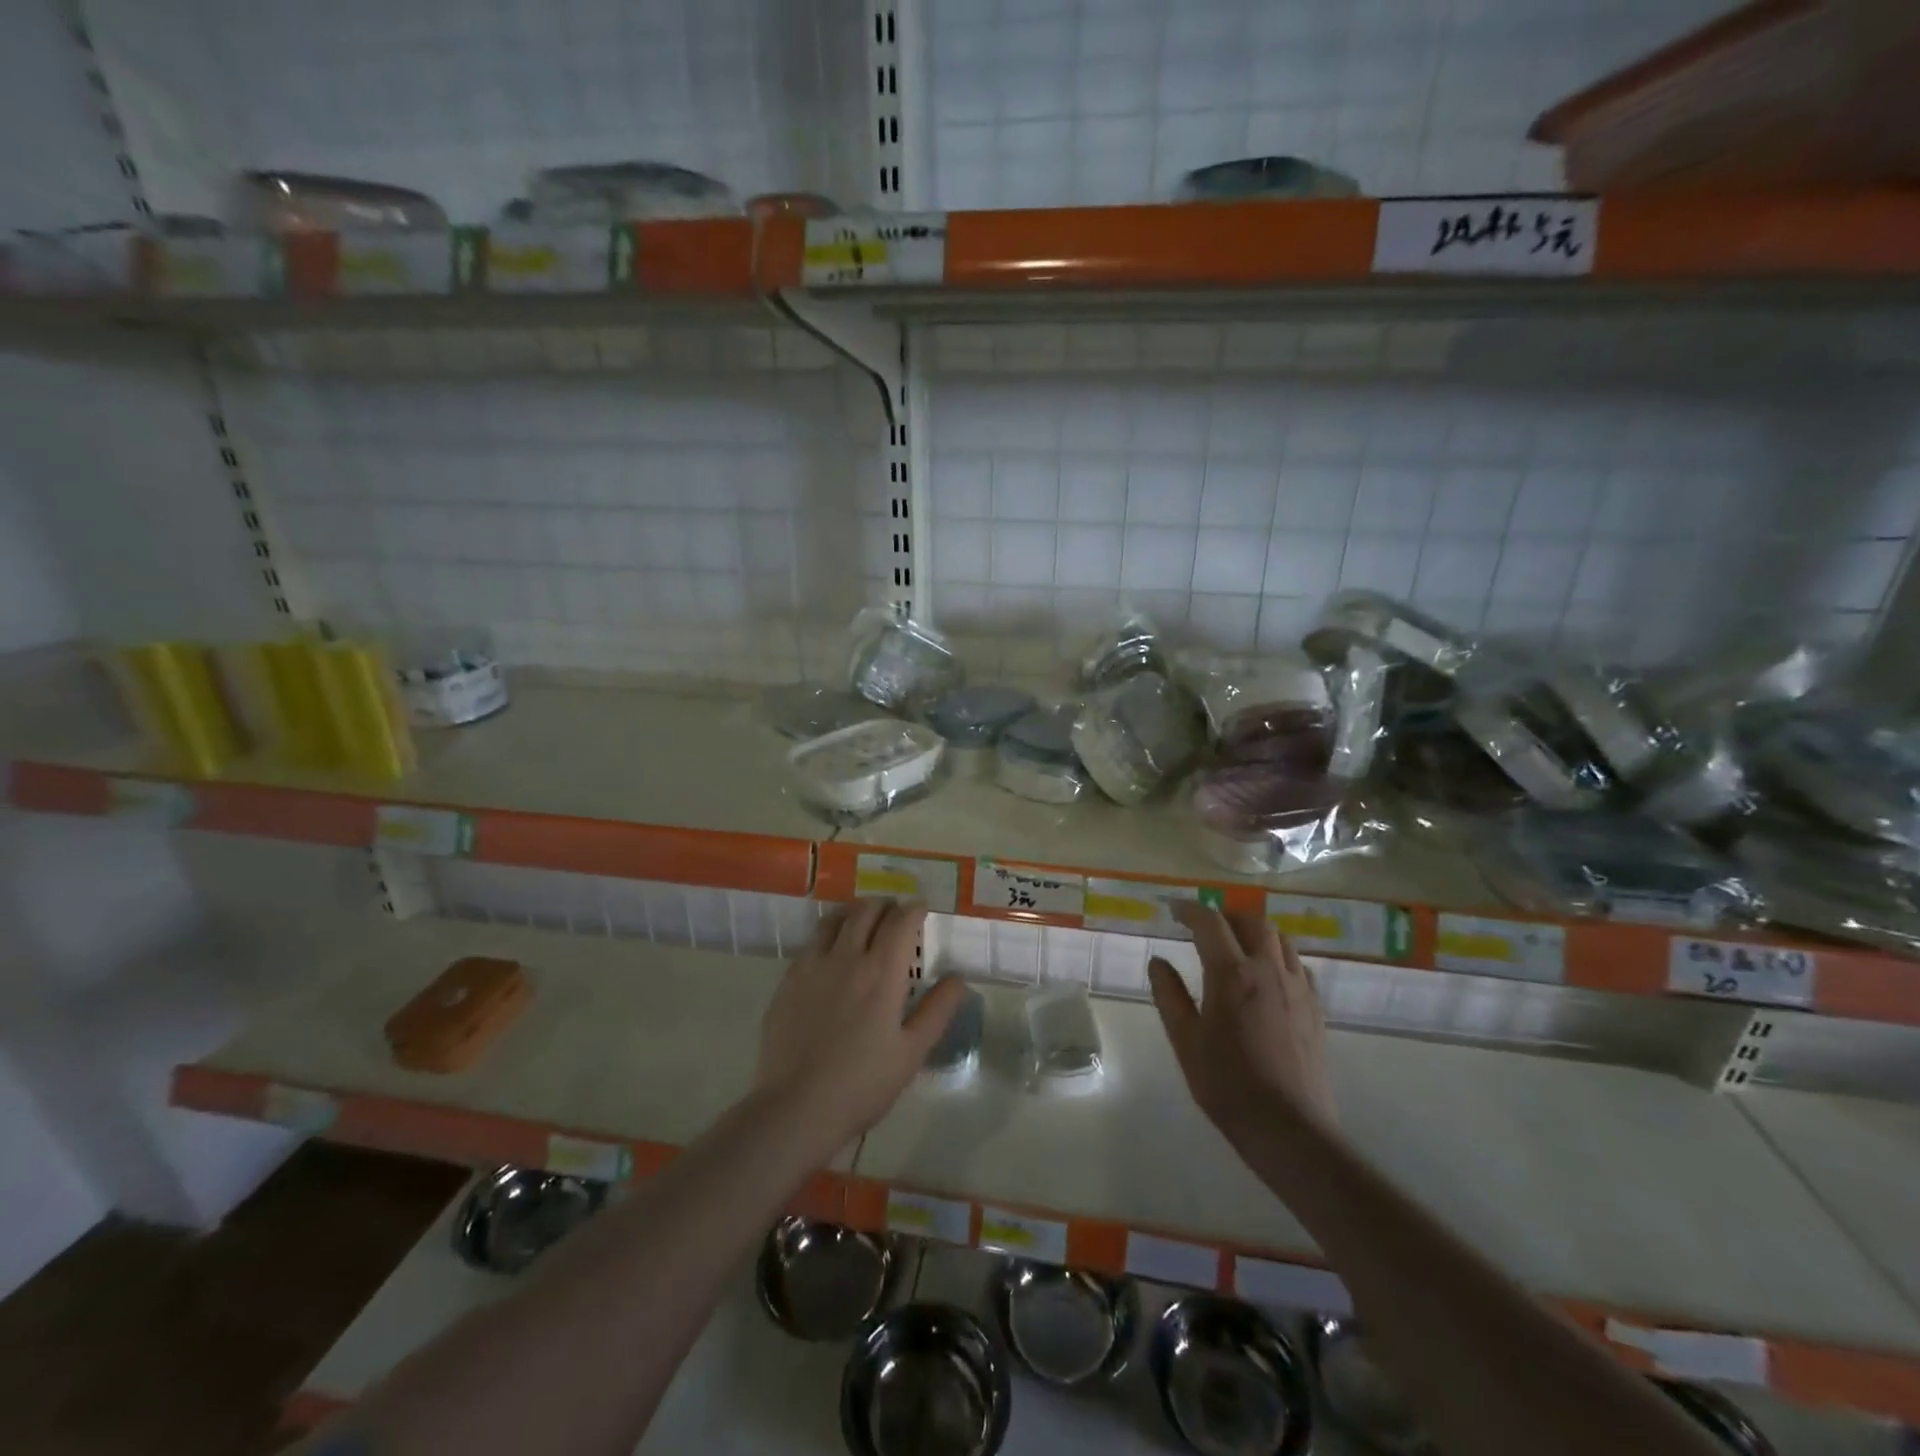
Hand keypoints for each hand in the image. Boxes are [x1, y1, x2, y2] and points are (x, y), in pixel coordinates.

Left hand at [754, 899, 966, 1161]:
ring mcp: (812, 965)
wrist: (796, 1107)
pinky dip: (829, 934)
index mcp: (881, 972)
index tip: (922, 909)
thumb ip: (937, 1011)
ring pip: (835, 919)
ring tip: (864, 922)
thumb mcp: (911, 1052)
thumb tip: (958, 979)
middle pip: (866, 912)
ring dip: (854, 913)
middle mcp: (846, 957)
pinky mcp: (788, 980)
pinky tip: (832, 953)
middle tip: (895, 914)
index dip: (914, 909)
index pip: (901, 922)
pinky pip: (812, 942)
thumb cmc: (863, 1084)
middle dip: (885, 906)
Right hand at [1149, 904, 1336, 1146]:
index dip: (1189, 909)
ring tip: (1236, 944)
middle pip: (1250, 921)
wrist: (1289, 1128)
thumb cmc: (1227, 1084)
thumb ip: (1169, 995)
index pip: (1209, 922)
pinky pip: (1298, 964)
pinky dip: (1278, 956)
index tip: (1173, 910)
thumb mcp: (1185, 1040)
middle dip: (1224, 915)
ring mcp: (1298, 987)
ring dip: (1254, 931)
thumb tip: (1158, 961)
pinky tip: (1267, 975)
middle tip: (1204, 926)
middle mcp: (1268, 969)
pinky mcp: (1315, 1007)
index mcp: (1231, 974)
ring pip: (1280, 938)